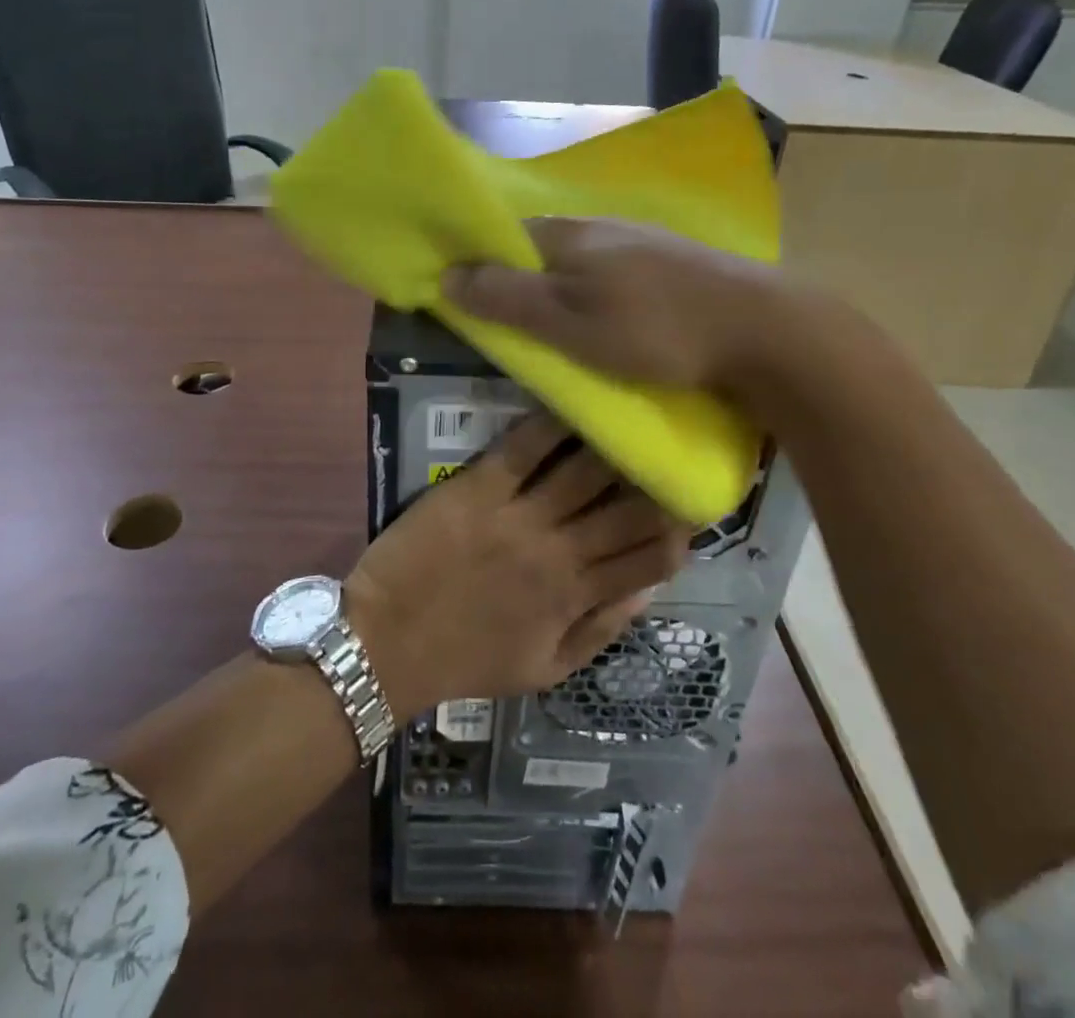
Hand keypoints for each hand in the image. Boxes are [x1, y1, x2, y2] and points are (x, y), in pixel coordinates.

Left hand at [345, 413, 691, 720]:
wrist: (386, 645)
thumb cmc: (466, 660)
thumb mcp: (545, 669)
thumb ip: (600, 631)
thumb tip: (648, 589)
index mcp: (576, 598)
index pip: (649, 561)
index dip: (678, 533)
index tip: (688, 507)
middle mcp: (558, 553)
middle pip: (627, 509)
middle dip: (657, 481)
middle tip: (667, 452)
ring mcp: (518, 517)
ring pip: (584, 471)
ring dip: (614, 445)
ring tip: (630, 420)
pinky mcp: (477, 489)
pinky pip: (523, 449)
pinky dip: (551, 425)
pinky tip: (572, 404)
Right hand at [441, 217, 780, 391]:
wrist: (762, 330)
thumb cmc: (652, 330)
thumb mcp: (568, 322)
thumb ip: (507, 298)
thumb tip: (446, 275)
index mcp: (567, 234)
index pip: (504, 237)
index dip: (481, 267)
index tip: (470, 305)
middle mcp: (601, 226)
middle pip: (543, 249)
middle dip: (522, 280)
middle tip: (514, 329)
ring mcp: (642, 240)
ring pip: (582, 261)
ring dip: (563, 289)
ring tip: (560, 331)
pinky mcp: (674, 263)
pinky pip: (616, 273)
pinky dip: (600, 293)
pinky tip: (613, 319)